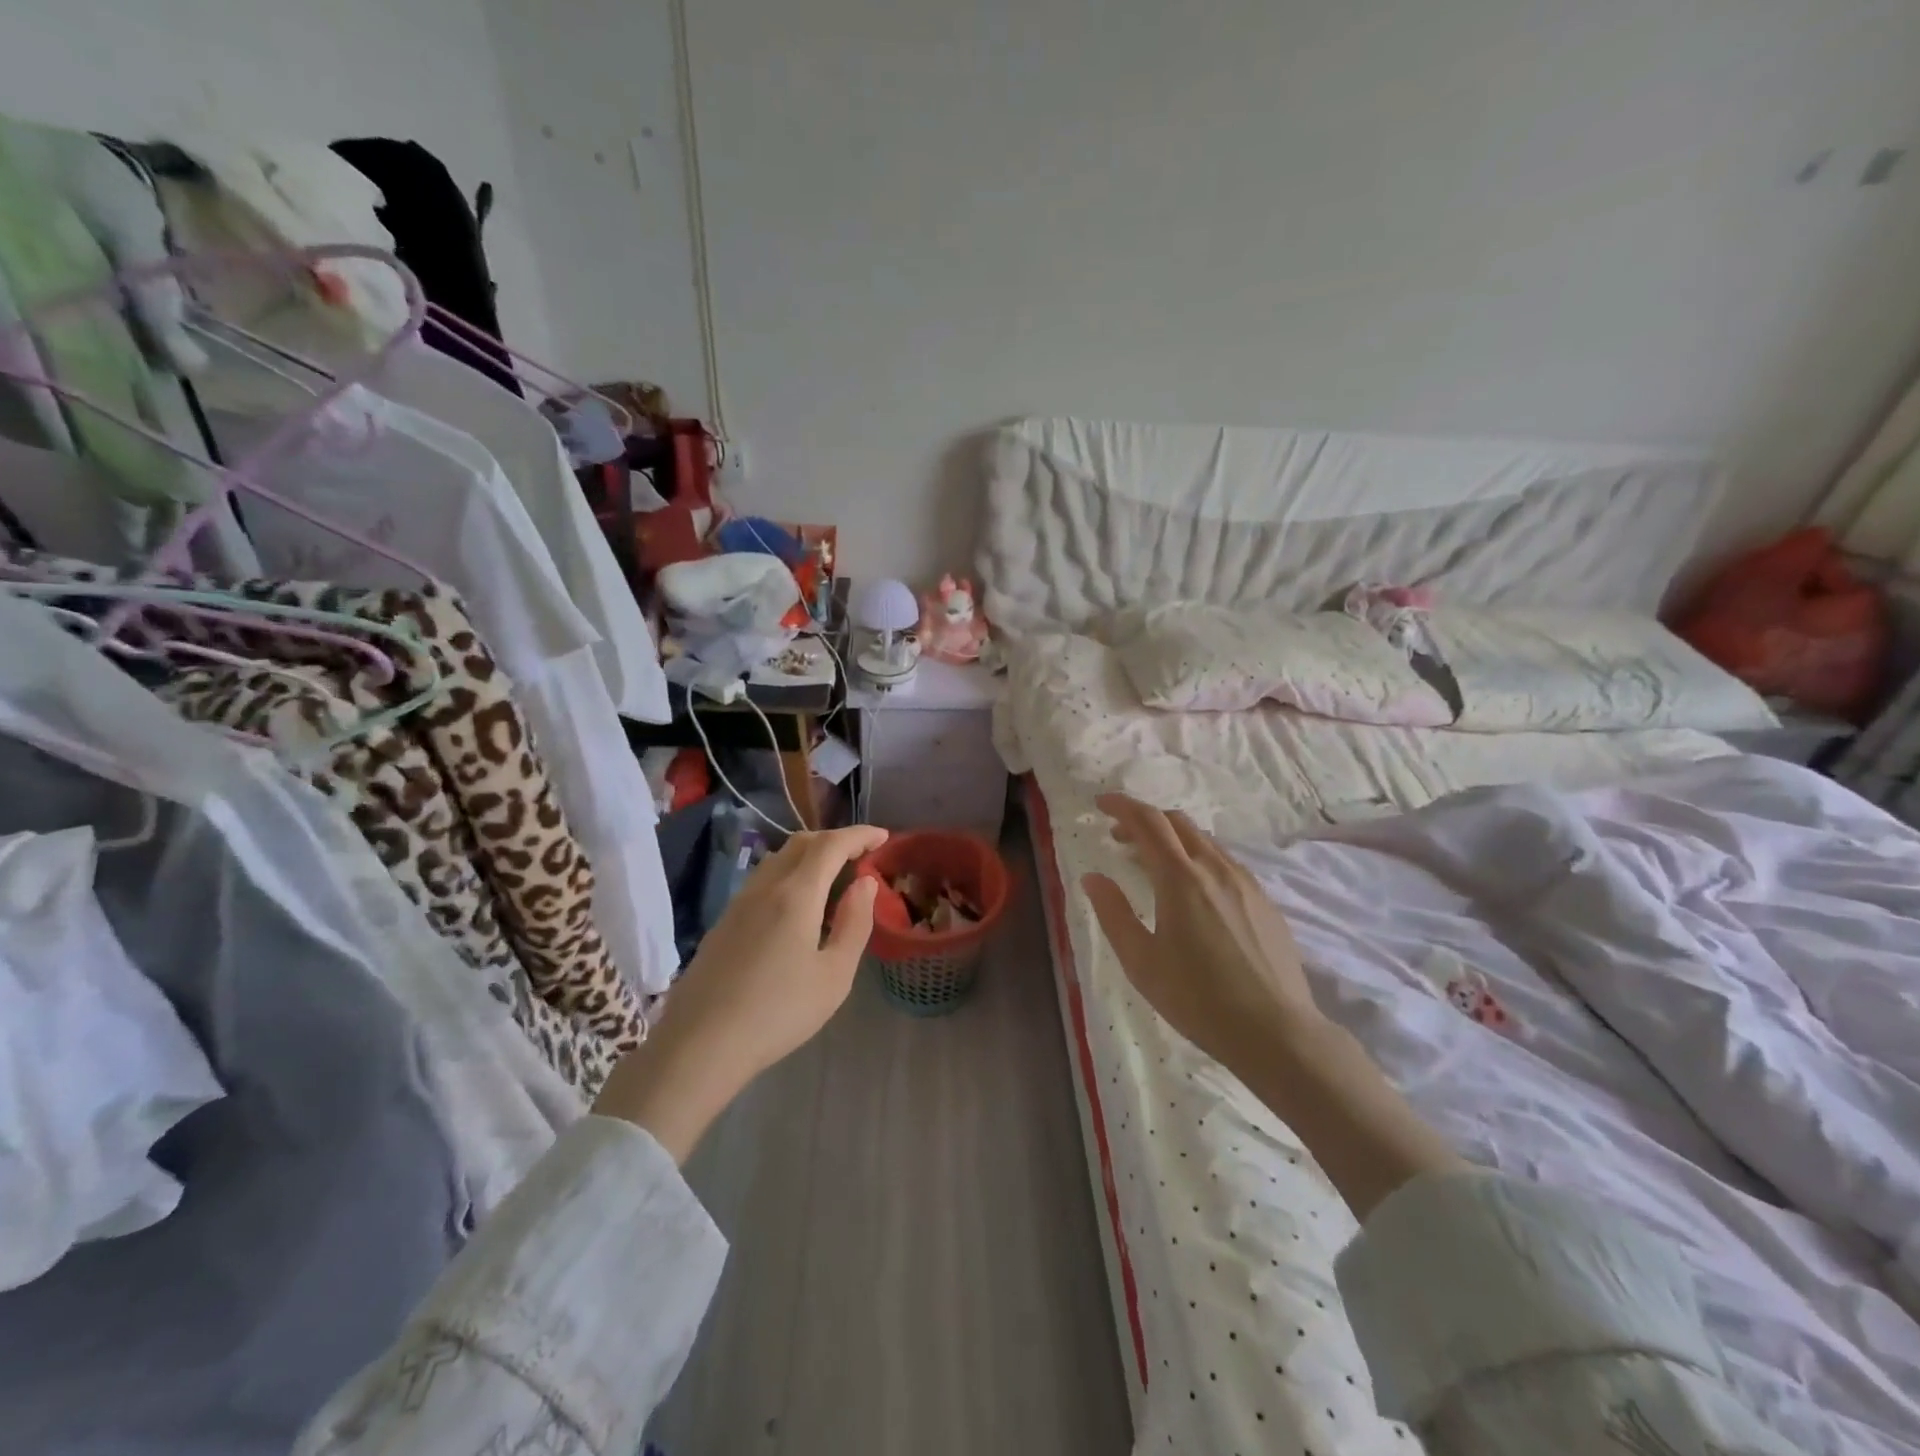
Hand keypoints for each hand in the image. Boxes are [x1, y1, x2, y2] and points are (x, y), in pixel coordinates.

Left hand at [595, 825, 887, 1158]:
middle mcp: (765, 887)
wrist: (700, 1045)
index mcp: (795, 894)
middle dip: (835, 840)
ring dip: (810, 855)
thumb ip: (854, 923)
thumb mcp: (834, 975)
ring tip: (833, 877)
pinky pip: (763, 879)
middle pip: (801, 843)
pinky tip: (798, 905)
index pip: (831, 845)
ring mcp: (739, 903)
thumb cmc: (778, 1012)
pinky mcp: (724, 922)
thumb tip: (864, 884)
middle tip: (861, 856)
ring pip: (778, 859)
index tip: (883, 837)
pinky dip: (790, 873)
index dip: (860, 835)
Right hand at [1083, 793, 1321, 1073]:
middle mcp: (1215, 868)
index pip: (1147, 822)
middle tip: (1119, 837)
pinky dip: (1198, 856)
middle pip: (1177, 822)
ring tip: (1152, 862)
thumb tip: (1093, 877)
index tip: (1100, 803)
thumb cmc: (1197, 998)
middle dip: (1144, 820)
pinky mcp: (1264, 900)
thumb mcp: (1141, 961)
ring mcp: (1245, 882)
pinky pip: (1224, 861)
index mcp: (1180, 878)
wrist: (1275, 1031)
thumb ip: (1113, 913)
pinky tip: (1192, 888)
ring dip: (1172, 838)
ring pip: (1203, 840)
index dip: (1122, 806)